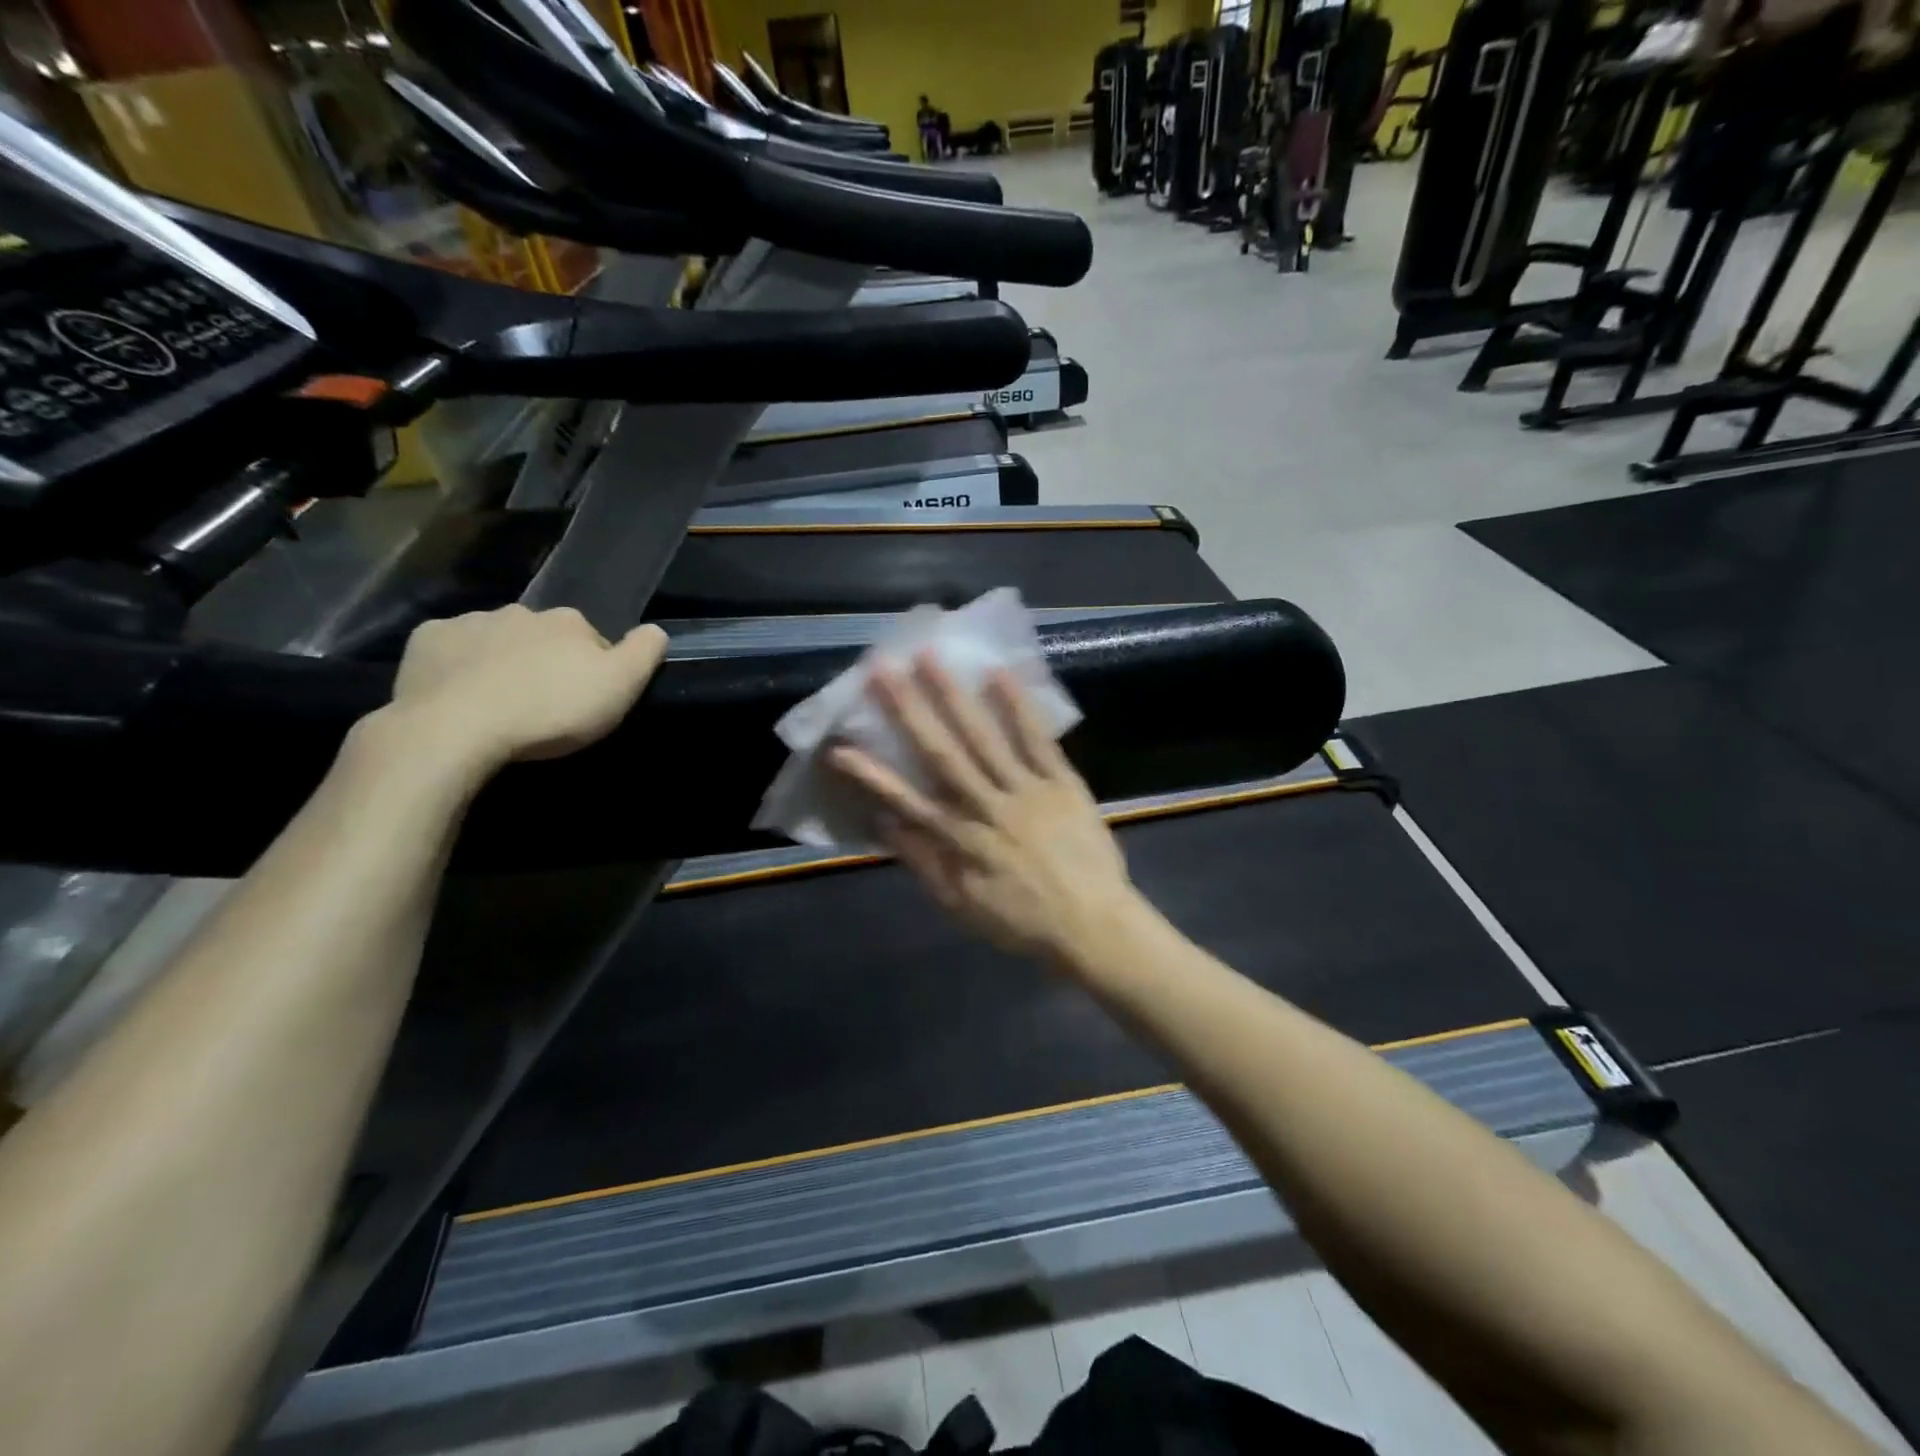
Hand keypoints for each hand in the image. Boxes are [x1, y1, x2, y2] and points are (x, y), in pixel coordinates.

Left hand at [385, 606, 667, 774]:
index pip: (592, 640)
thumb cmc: (549, 710)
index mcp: (568, 622)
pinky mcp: (426, 640)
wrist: (456, 728)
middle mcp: (521, 611)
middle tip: (542, 704)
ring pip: (496, 639)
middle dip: (545, 661)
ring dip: (502, 661)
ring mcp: (470, 622)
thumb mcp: (619, 688)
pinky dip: (457, 665)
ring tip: (499, 703)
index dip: (593, 669)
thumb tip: (656, 630)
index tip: (585, 699)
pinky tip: (458, 693)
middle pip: (543, 637)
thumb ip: (644, 653)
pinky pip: (450, 649)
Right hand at [829, 656, 1139, 965]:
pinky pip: (1037, 740)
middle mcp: (987, 806)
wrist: (1094, 925)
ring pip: (983, 737)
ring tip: (929, 657)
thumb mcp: (962, 906)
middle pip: (941, 753)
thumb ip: (923, 863)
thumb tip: (885, 826)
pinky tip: (998, 673)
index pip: (907, 800)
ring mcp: (1027, 790)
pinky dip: (1017, 707)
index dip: (871, 773)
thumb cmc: (1023, 922)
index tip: (839, 746)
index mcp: (961, 840)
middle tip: (882, 669)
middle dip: (908, 710)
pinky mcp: (1062, 782)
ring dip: (953, 696)